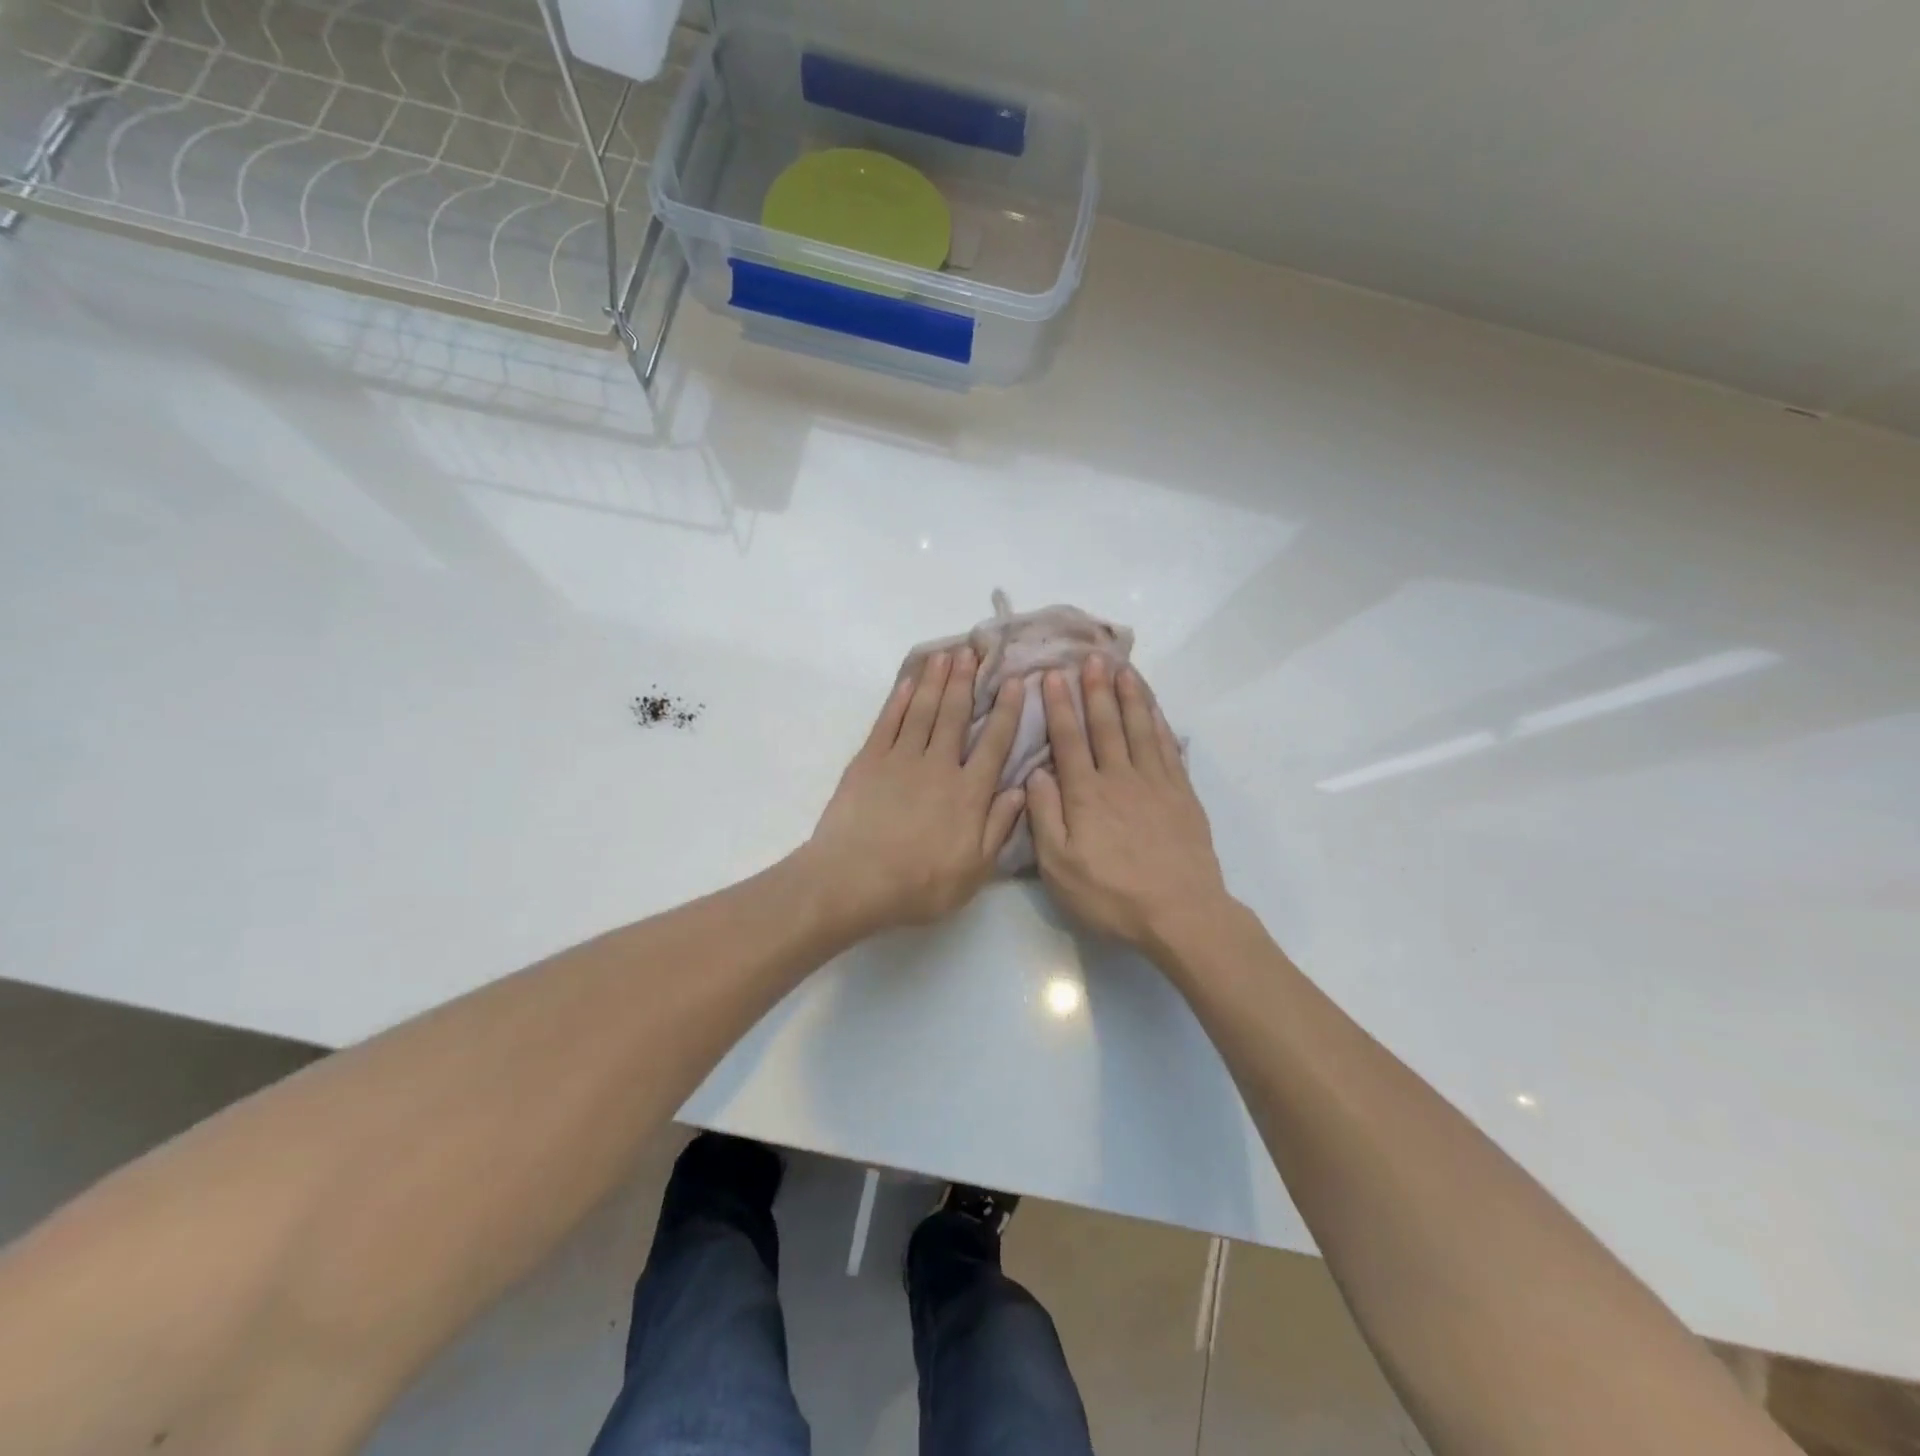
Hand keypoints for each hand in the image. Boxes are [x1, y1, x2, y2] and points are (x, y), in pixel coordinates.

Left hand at [807, 648, 1026, 935]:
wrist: (854, 881)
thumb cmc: (919, 884)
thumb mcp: (974, 870)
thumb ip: (999, 827)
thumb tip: (1020, 789)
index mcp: (968, 793)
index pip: (993, 744)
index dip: (1005, 711)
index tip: (1014, 682)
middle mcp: (938, 766)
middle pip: (955, 715)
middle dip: (966, 681)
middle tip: (973, 649)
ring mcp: (900, 760)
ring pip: (922, 711)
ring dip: (935, 681)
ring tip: (945, 654)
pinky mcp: (868, 762)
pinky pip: (887, 723)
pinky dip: (898, 701)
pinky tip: (907, 683)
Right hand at [1026, 656, 1231, 951]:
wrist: (1180, 913)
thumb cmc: (1112, 895)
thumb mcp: (1060, 867)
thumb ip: (1044, 817)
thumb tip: (1034, 774)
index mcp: (1086, 794)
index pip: (1069, 739)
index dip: (1059, 706)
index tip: (1050, 676)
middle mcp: (1120, 778)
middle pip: (1106, 725)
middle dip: (1095, 689)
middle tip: (1090, 658)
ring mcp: (1155, 783)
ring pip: (1140, 729)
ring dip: (1129, 697)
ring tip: (1123, 668)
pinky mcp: (1182, 795)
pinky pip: (1169, 748)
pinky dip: (1160, 723)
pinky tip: (1154, 709)